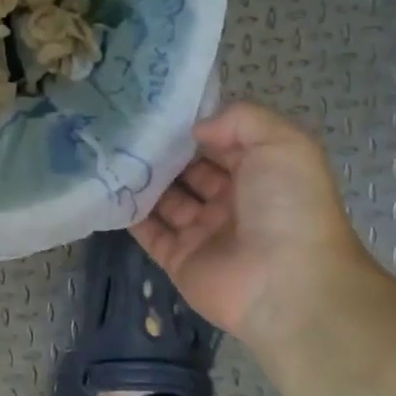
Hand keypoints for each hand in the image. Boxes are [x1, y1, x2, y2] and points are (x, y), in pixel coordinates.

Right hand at [132, 102, 377, 343]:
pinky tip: (108, 188)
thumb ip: (241, 120)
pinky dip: (130, 213)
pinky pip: (149, 232)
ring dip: (143, 179)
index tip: (160, 110)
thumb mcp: (282, 144)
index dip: (196, 128)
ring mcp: (204, 233)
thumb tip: (196, 129)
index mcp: (262, 175)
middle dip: (164, 152)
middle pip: (190, 171)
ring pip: (166, 200)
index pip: (222, 145)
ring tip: (112, 153)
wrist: (285, 285)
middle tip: (127, 129)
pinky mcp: (179, 259)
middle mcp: (233, 203)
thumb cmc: (288, 207)